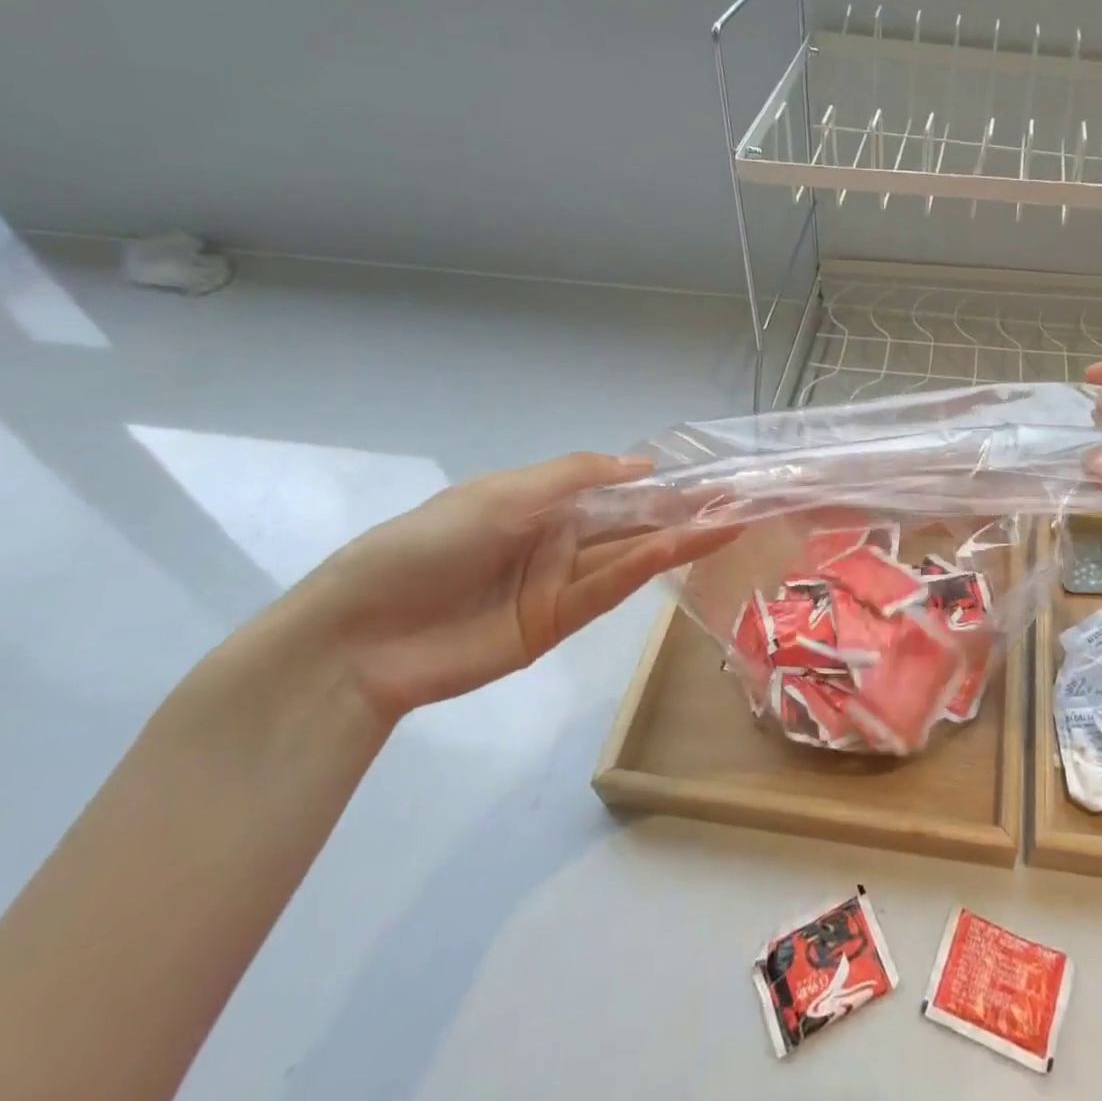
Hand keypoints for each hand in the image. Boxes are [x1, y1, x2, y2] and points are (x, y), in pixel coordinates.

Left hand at [256, 454, 734, 722]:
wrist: (361, 635)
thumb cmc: (426, 545)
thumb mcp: (500, 494)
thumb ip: (574, 476)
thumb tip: (643, 465)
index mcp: (543, 502)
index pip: (617, 489)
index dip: (664, 483)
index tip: (711, 476)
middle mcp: (560, 539)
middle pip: (633, 522)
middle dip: (685, 511)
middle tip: (740, 500)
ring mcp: (561, 583)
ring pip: (630, 555)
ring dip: (679, 539)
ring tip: (730, 521)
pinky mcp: (558, 624)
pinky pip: (607, 589)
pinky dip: (642, 568)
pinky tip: (677, 548)